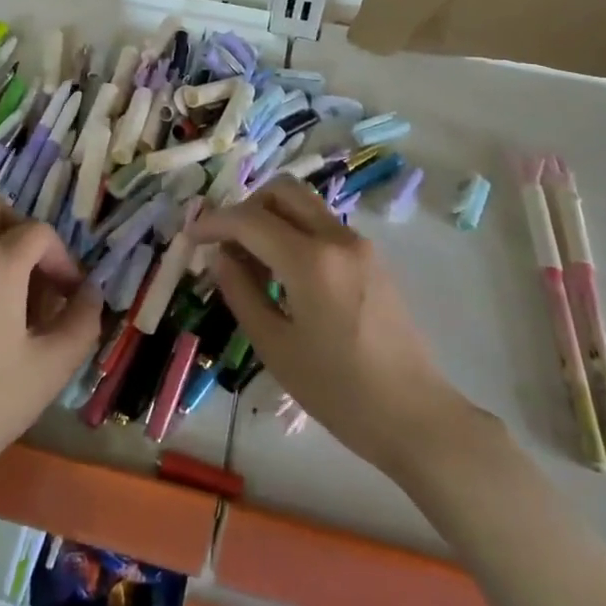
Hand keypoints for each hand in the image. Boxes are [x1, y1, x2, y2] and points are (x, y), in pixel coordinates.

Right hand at [191, 179, 482, 485]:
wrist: (415, 416)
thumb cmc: (338, 391)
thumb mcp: (275, 347)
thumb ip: (241, 292)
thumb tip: (219, 256)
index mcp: (311, 260)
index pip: (249, 220)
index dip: (213, 223)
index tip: (190, 238)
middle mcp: (337, 238)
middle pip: (282, 190)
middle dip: (245, 207)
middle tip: (225, 242)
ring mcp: (360, 244)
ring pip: (304, 204)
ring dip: (271, 217)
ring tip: (250, 260)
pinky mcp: (372, 258)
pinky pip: (322, 225)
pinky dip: (294, 231)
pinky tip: (283, 272)